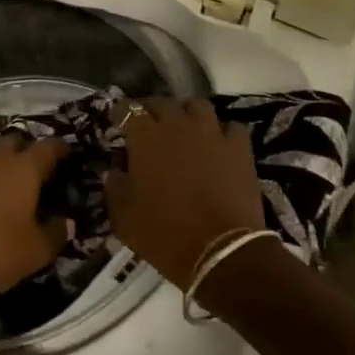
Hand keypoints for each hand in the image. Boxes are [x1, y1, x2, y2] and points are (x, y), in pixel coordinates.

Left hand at [0, 136, 69, 311]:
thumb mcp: (35, 252)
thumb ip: (56, 233)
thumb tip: (68, 222)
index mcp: (23, 169)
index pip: (48, 147)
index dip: (60, 148)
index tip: (67, 153)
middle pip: (15, 141)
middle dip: (27, 149)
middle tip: (37, 168)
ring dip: (2, 162)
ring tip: (11, 182)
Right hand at [105, 99, 262, 288]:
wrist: (220, 252)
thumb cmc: (164, 235)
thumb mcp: (123, 217)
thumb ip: (115, 186)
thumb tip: (115, 171)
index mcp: (146, 137)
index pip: (128, 109)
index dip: (121, 113)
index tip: (118, 121)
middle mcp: (178, 125)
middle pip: (163, 103)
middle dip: (152, 110)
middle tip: (149, 125)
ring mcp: (212, 132)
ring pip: (198, 106)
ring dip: (188, 114)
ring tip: (185, 128)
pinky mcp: (239, 147)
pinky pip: (230, 127)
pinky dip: (222, 132)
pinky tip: (218, 145)